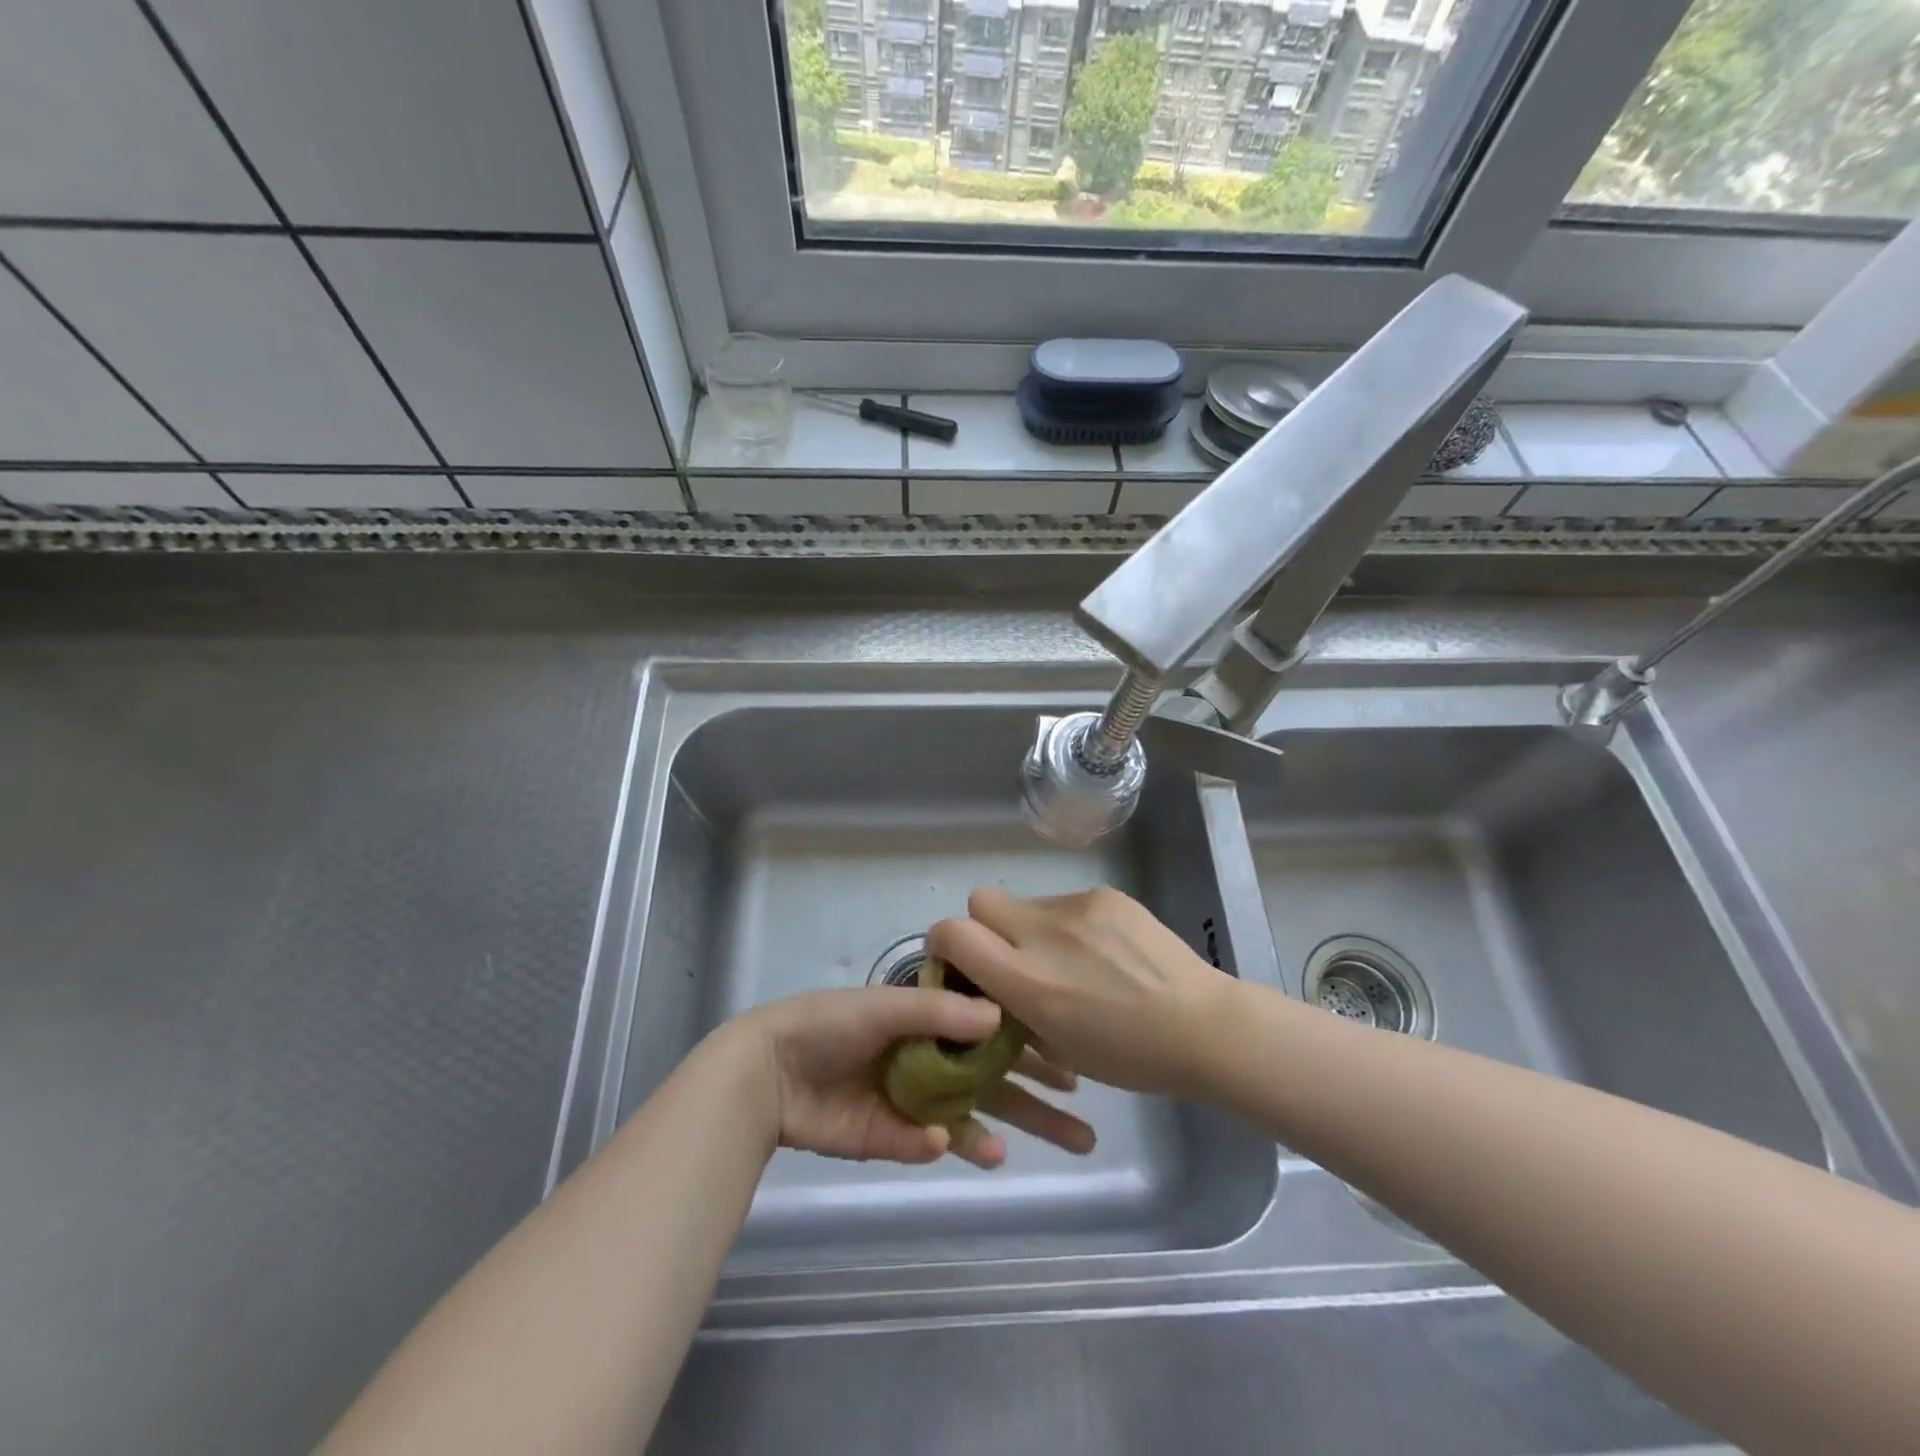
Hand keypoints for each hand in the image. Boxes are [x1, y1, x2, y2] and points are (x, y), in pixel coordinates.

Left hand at [728, 988, 1093, 1169]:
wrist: (769, 1069)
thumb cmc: (830, 1023)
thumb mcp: (888, 1005)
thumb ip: (942, 1014)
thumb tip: (1001, 1020)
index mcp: (931, 1020)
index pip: (995, 1034)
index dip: (1033, 1049)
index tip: (1073, 1064)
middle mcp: (931, 1058)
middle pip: (993, 1082)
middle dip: (1036, 1105)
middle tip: (1083, 1132)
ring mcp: (912, 1099)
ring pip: (969, 1119)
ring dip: (997, 1134)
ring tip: (1019, 1153)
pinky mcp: (890, 1136)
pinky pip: (926, 1142)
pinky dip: (944, 1145)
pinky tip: (954, 1144)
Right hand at [928, 886, 1234, 1100]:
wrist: (1204, 1025)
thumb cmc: (1129, 1056)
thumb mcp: (1056, 1045)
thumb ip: (1014, 1006)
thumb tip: (994, 983)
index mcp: (1028, 981)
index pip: (952, 932)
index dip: (945, 943)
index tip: (962, 962)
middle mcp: (1043, 934)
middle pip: (981, 900)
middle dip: (985, 926)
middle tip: (1015, 957)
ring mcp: (1077, 907)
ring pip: (1028, 903)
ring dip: (1034, 928)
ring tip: (1074, 961)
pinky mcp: (1105, 894)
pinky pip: (1066, 903)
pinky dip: (1070, 925)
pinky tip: (1105, 952)